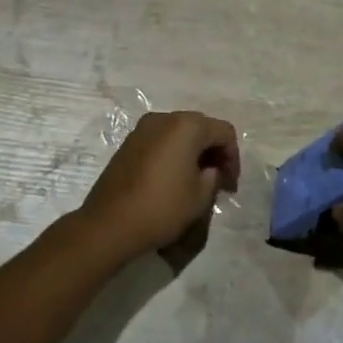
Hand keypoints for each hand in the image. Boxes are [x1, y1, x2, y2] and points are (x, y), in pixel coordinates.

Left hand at [76, 110, 239, 259]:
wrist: (109, 224)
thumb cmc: (162, 207)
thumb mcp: (200, 196)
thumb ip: (214, 176)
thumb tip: (209, 169)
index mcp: (187, 126)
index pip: (224, 132)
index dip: (233, 157)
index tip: (230, 185)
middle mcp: (164, 118)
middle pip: (201, 127)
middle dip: (214, 151)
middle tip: (218, 179)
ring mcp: (142, 129)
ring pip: (179, 132)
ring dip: (193, 151)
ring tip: (196, 180)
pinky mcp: (128, 143)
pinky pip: (161, 140)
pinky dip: (173, 153)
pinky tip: (173, 177)